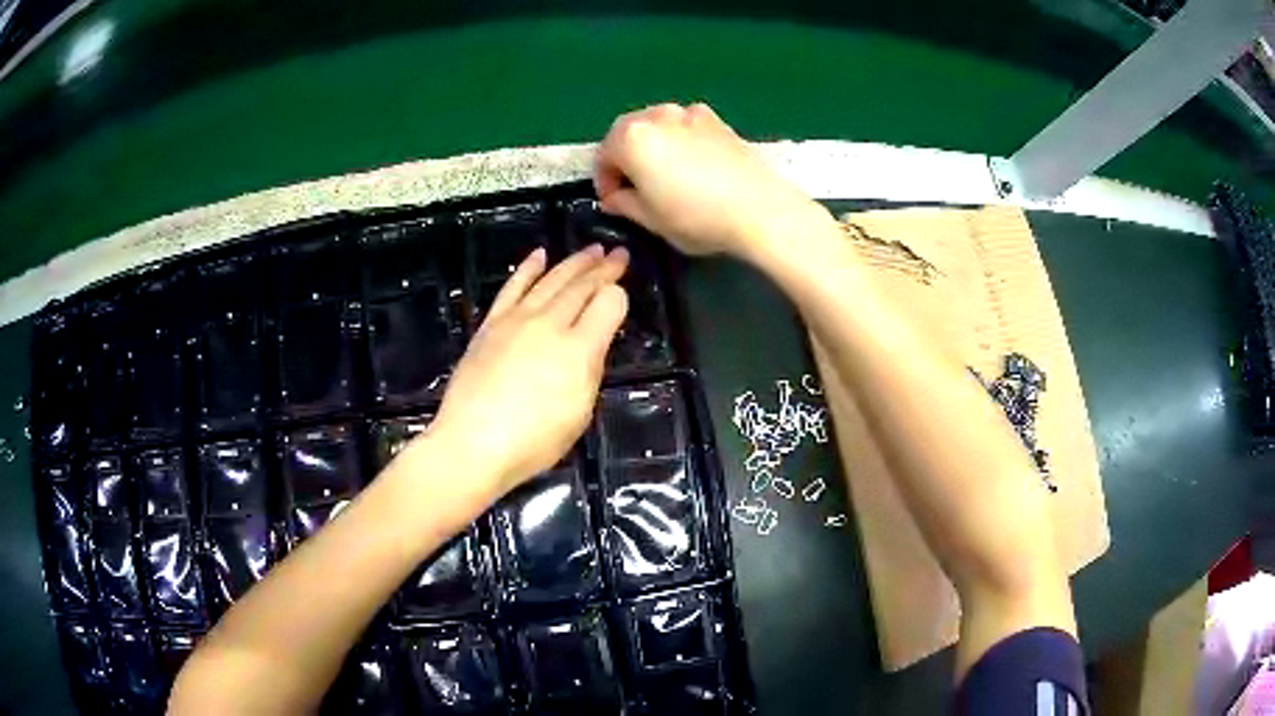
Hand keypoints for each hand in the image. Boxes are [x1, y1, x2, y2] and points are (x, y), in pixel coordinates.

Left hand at [426, 245, 628, 493]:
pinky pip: (513, 287)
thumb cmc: (533, 442)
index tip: (624, 291)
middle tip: (618, 254)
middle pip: (582, 287)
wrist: (472, 443)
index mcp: (579, 350)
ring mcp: (516, 320)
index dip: (620, 295)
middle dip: (603, 269)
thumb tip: (591, 343)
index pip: (608, 305)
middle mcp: (550, 325)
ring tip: (591, 250)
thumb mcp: (579, 413)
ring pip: (551, 280)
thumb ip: (589, 371)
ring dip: (574, 262)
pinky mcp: (491, 324)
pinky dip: (528, 268)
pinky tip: (540, 255)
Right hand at [594, 102, 832, 258]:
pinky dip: (679, 140)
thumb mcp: (651, 220)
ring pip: (657, 126)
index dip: (604, 181)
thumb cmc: (697, 217)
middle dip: (625, 158)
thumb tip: (614, 197)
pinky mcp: (716, 119)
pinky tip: (693, 165)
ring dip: (652, 146)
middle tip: (636, 187)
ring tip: (665, 175)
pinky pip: (684, 127)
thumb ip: (624, 203)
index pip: (603, 156)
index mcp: (631, 138)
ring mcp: (688, 113)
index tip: (614, 203)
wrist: (760, 209)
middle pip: (627, 133)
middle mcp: (656, 116)